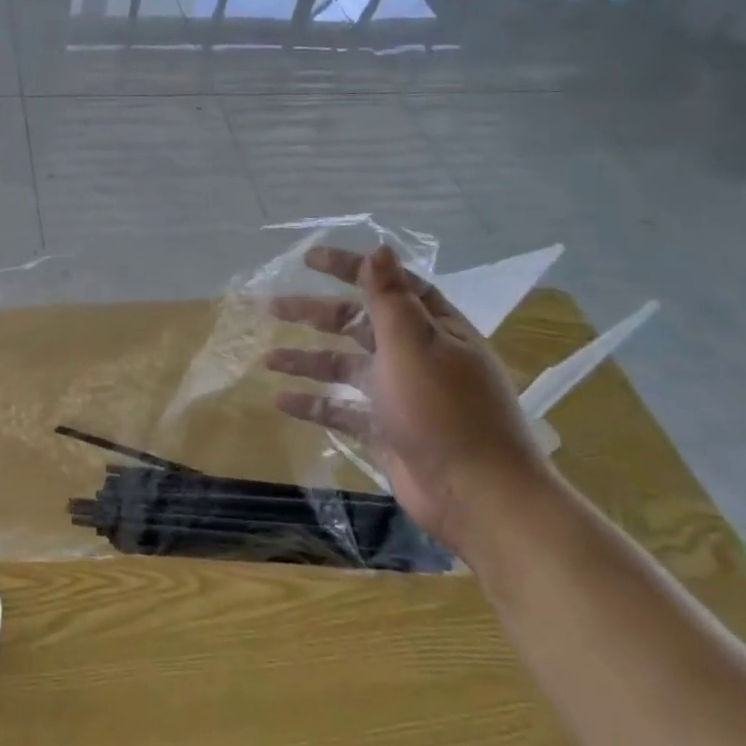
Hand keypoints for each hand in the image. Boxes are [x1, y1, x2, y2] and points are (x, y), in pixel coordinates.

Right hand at [263, 246, 553, 556]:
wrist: (478, 496)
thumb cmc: (445, 411)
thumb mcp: (413, 345)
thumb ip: (389, 298)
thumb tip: (380, 248)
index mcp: (433, 329)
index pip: (388, 284)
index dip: (350, 268)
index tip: (309, 260)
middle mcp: (416, 356)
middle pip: (358, 324)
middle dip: (315, 314)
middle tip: (272, 307)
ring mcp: (400, 395)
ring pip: (344, 367)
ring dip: (307, 360)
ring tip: (267, 359)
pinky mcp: (386, 430)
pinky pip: (342, 410)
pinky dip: (314, 404)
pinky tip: (280, 401)